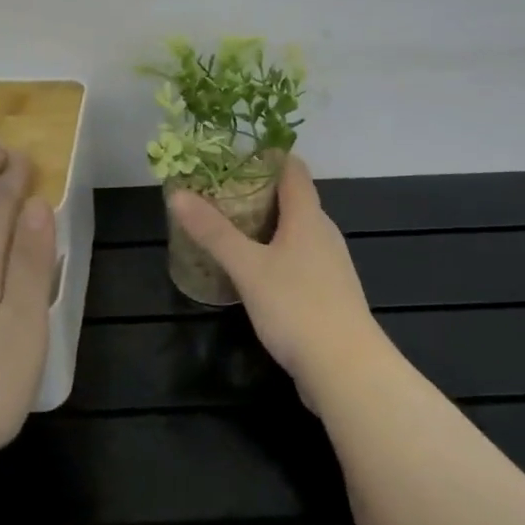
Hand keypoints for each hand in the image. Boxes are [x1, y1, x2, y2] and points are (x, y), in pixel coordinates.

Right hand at [169, 156, 383, 404]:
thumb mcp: (247, 267)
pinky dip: (273, 254)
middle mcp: (323, 233)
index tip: (231, 155)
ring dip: (264, 226)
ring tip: (226, 229)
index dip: (265, 155)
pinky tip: (250, 272)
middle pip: (292, 199)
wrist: (346, 369)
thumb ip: (214, 231)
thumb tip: (178, 194)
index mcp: (308, 217)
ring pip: (294, 232)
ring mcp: (329, 265)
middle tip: (216, 193)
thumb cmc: (296, 307)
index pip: (292, 169)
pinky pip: (297, 260)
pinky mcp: (327, 293)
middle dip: (256, 192)